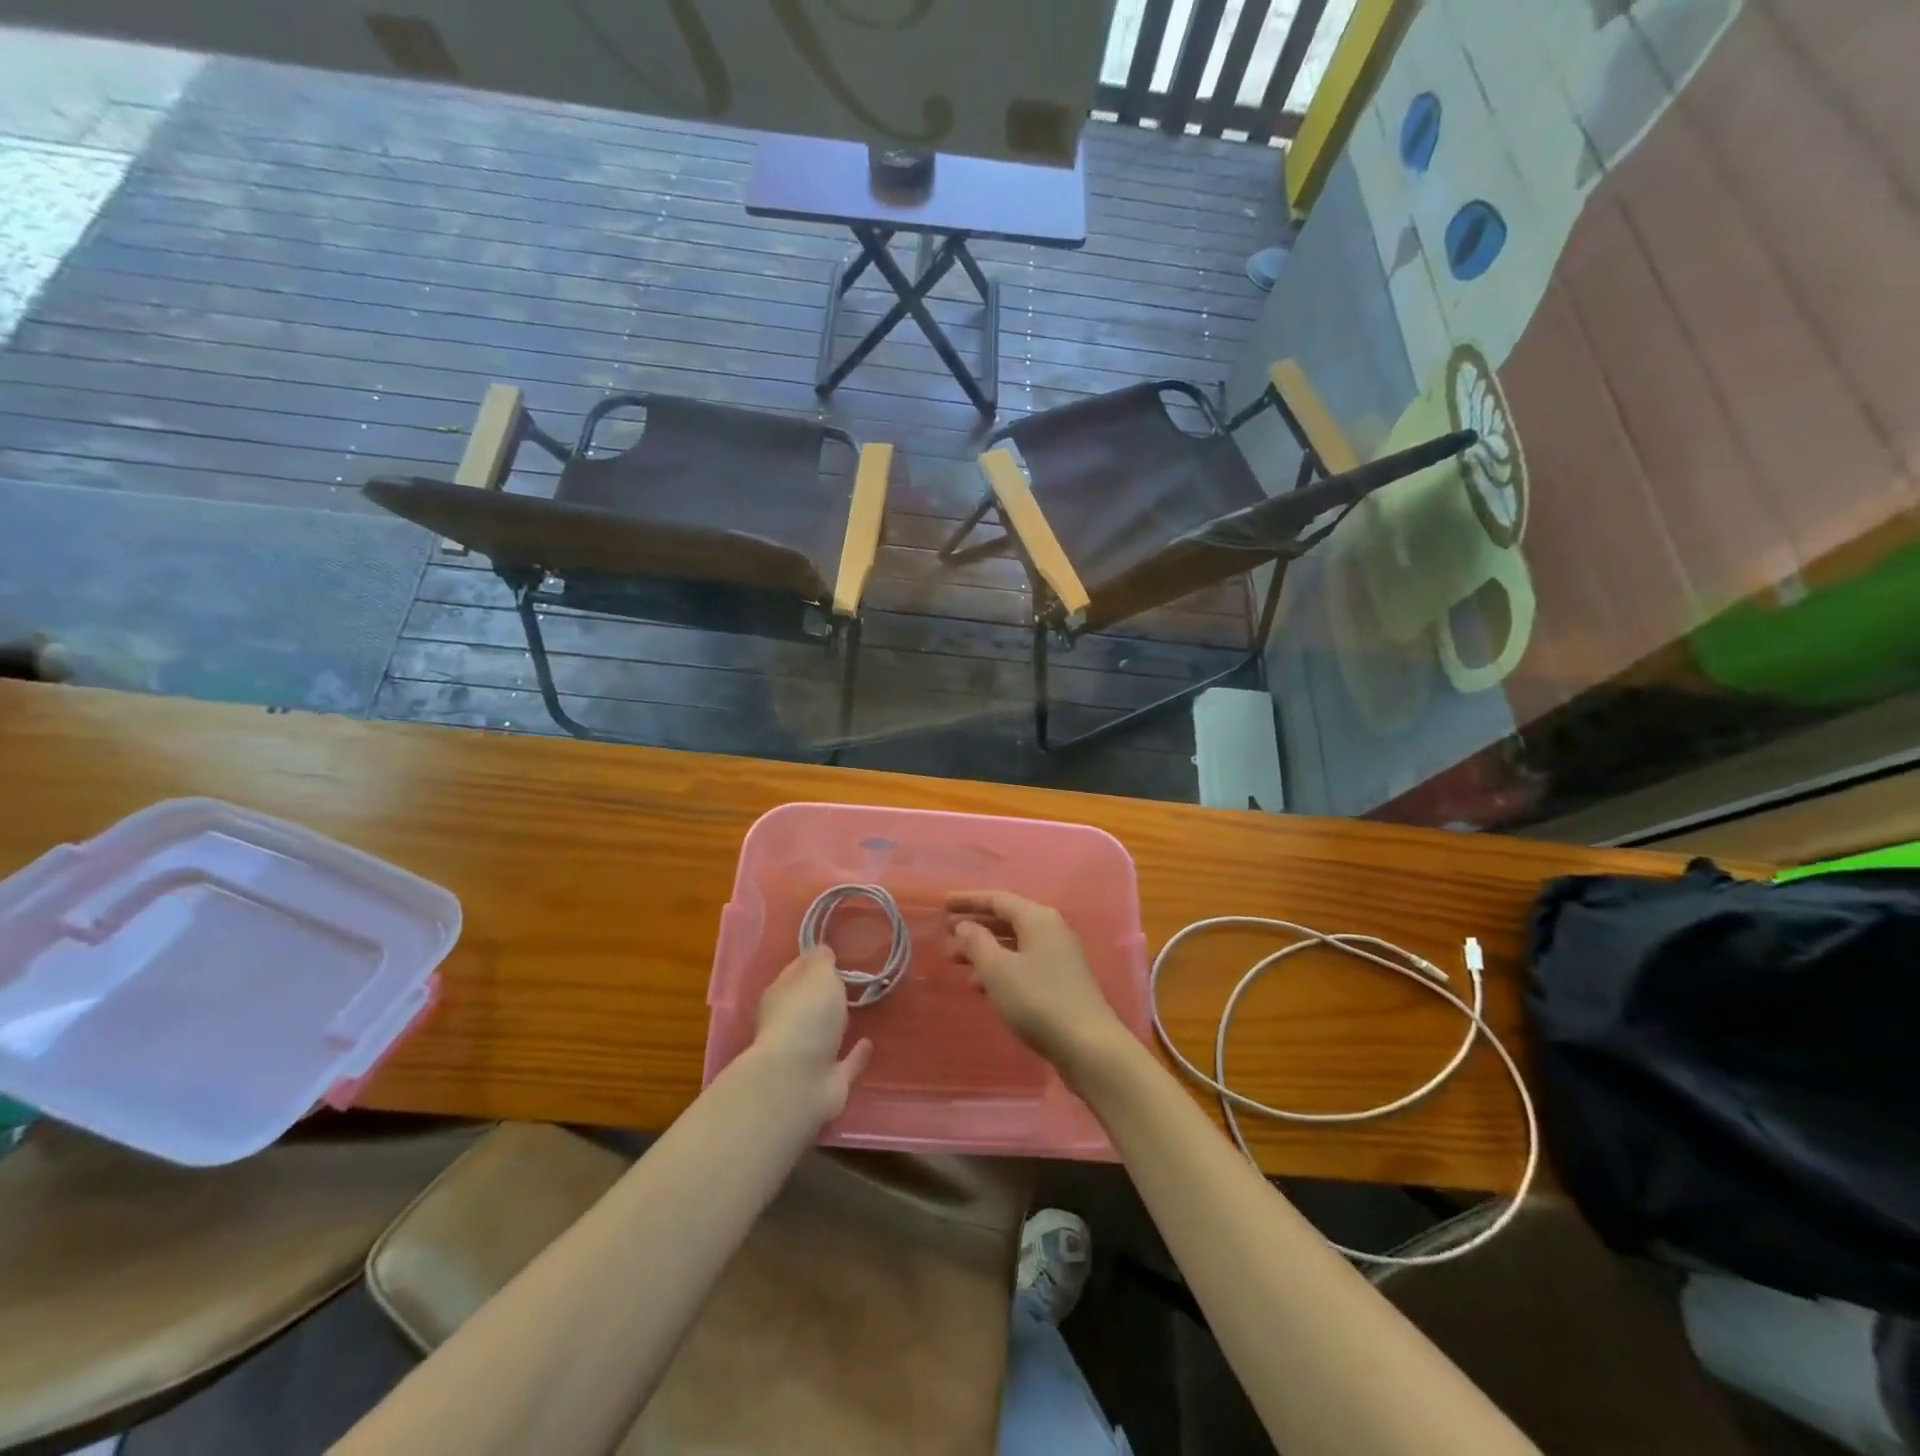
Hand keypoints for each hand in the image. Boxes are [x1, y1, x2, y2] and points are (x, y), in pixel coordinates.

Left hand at [749, 947, 873, 1124]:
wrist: (798, 1082)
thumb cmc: (805, 1016)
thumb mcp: (817, 974)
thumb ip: (822, 962)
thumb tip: (822, 951)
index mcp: (780, 996)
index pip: (796, 972)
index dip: (814, 962)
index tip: (835, 954)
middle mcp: (790, 1025)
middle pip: (809, 1004)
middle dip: (826, 995)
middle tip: (853, 980)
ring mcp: (807, 1056)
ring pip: (825, 1035)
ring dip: (840, 1024)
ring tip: (864, 1008)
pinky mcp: (827, 1082)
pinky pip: (845, 1063)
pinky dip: (856, 1055)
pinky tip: (869, 1043)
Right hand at [947, 891, 1128, 1080]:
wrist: (1089, 1046)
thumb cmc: (1038, 1000)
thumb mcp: (998, 969)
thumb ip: (977, 942)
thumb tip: (964, 925)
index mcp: (1038, 918)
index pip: (997, 899)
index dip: (968, 901)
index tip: (942, 904)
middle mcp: (1051, 930)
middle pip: (1006, 920)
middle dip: (975, 927)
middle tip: (945, 937)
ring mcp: (1059, 957)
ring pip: (1014, 944)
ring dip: (984, 950)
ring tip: (956, 963)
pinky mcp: (1061, 982)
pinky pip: (1023, 964)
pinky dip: (1000, 969)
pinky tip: (982, 987)